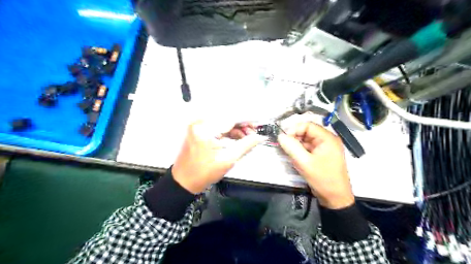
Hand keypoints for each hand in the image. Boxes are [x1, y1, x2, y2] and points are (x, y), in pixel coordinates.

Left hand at [172, 121, 262, 193]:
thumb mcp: (228, 159)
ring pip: (223, 122)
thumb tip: (260, 137)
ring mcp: (198, 125)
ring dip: (236, 128)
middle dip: (243, 125)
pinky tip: (237, 138)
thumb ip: (246, 145)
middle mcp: (200, 123)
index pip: (232, 118)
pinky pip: (217, 126)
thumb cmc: (203, 173)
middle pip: (227, 118)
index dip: (247, 120)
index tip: (259, 123)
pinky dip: (228, 131)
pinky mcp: (199, 130)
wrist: (184, 181)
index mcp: (205, 129)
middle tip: (254, 134)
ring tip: (247, 138)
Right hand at [277, 121, 352, 208]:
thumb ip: (291, 147)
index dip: (294, 129)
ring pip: (306, 140)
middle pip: (307, 132)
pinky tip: (295, 158)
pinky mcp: (321, 155)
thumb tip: (280, 136)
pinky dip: (300, 151)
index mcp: (327, 138)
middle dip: (294, 138)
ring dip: (296, 145)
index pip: (308, 125)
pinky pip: (308, 148)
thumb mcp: (304, 162)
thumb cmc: (322, 179)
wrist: (335, 198)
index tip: (283, 138)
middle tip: (284, 146)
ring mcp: (325, 148)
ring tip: (289, 153)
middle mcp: (327, 140)